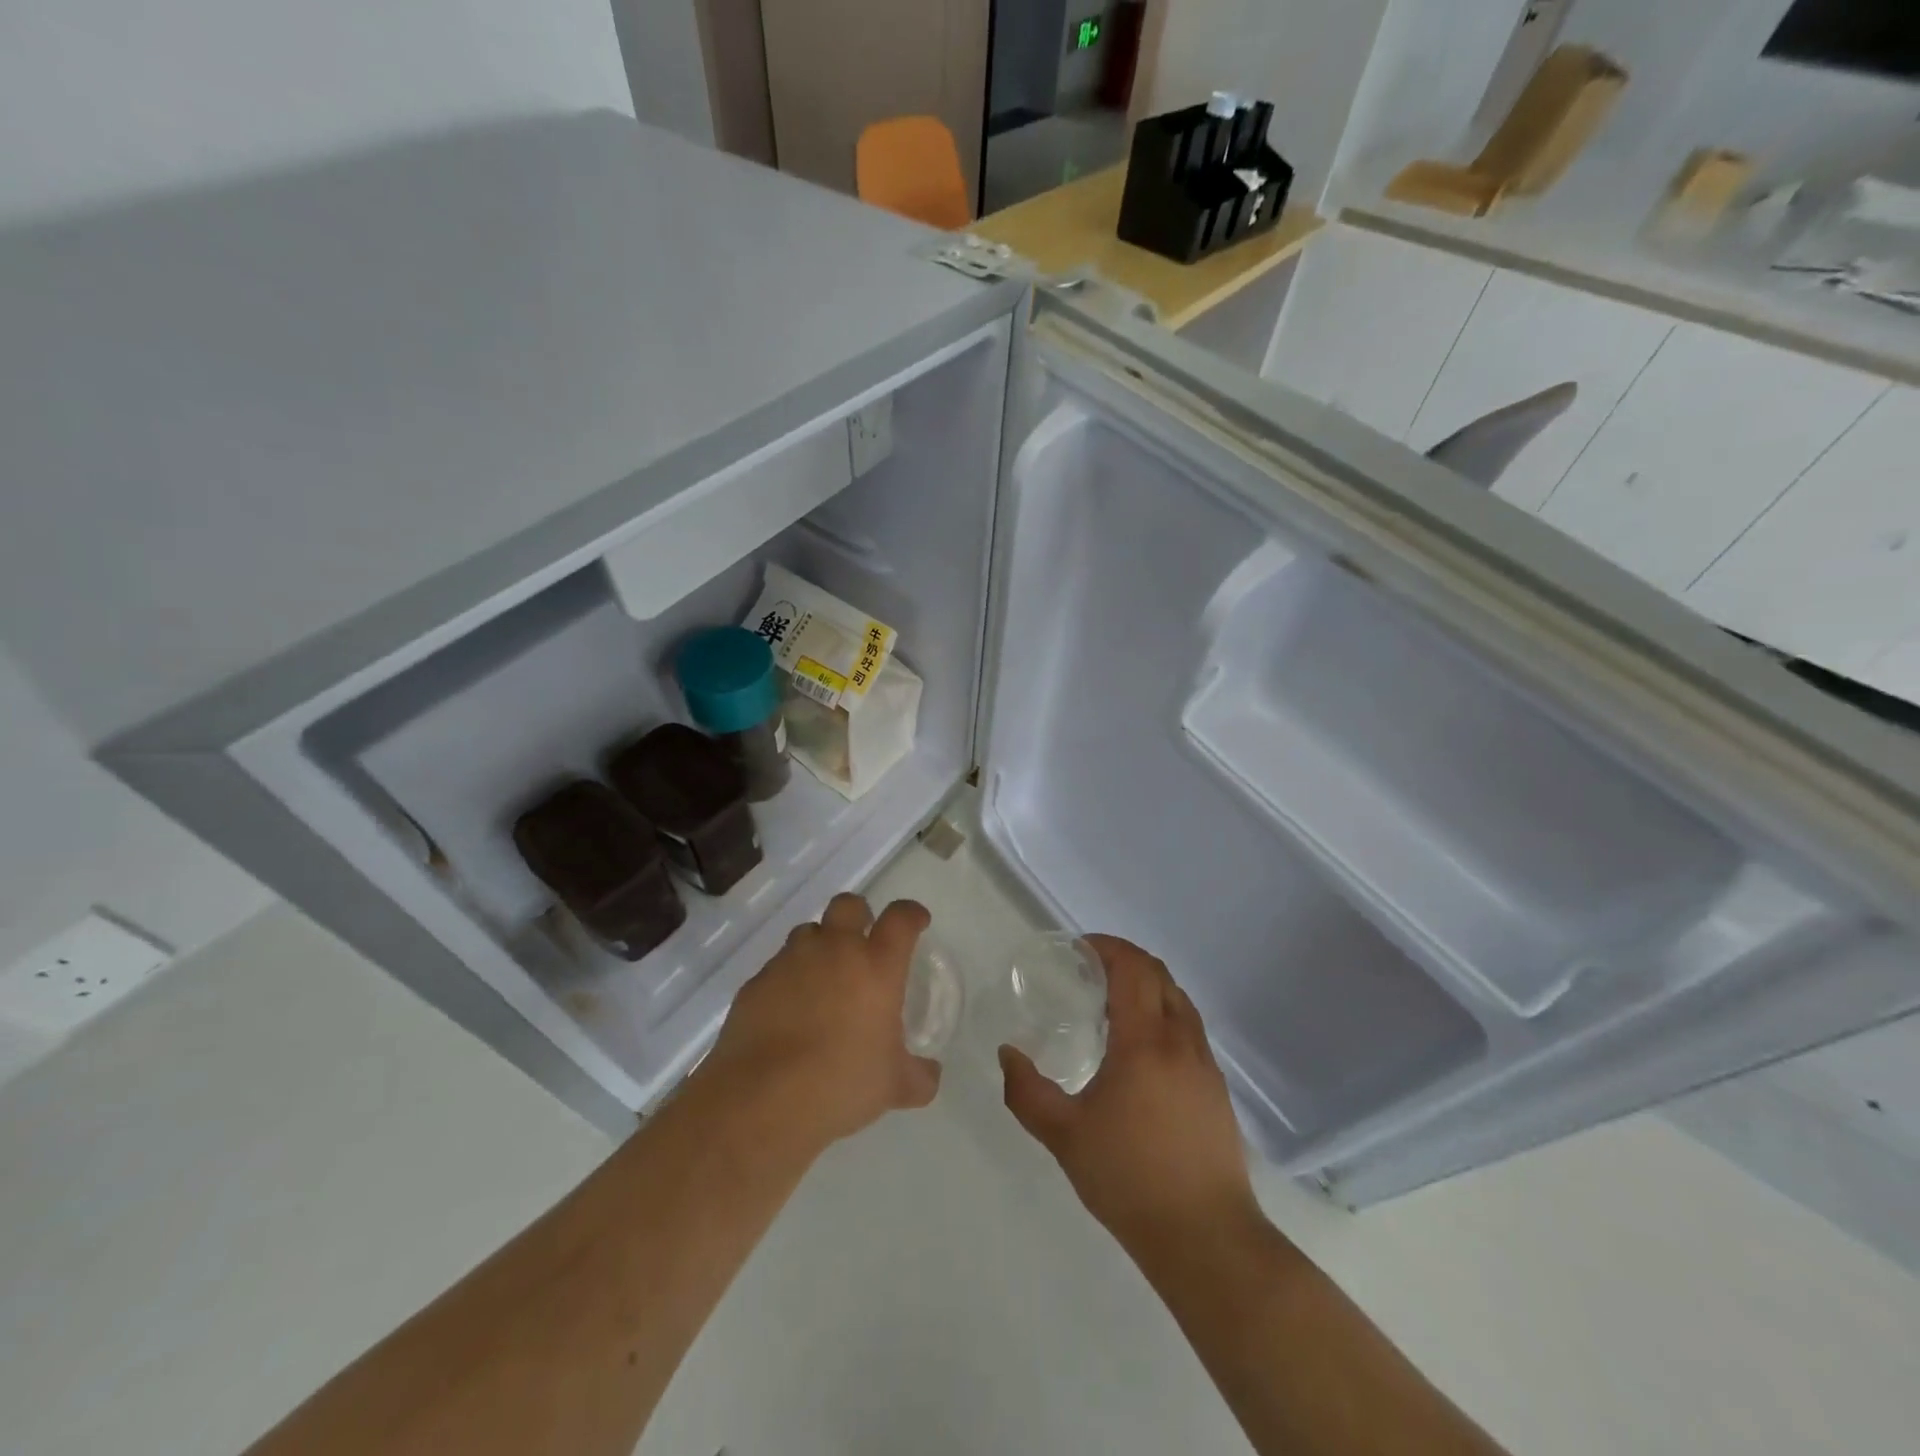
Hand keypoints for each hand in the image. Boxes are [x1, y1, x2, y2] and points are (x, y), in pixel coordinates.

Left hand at [696, 893, 939, 1149]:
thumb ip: (919, 1076)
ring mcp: (790, 963)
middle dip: (858, 914)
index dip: (911, 914)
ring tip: (821, 979)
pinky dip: (787, 979)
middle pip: (848, 905)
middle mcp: (834, 951)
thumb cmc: (842, 1085)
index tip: (916, 921)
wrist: (763, 1100)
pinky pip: (777, 967)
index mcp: (876, 967)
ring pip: (807, 932)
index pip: (901, 919)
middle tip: (862, 940)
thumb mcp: (895, 1088)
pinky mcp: (756, 982)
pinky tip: (788, 1011)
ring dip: (819, 946)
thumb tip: (930, 1075)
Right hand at [1000, 935, 1260, 1253]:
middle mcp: (1180, 1041)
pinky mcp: (1216, 1088)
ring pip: (1179, 1000)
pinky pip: (1189, 1028)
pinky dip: (1163, 1013)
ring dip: (1148, 985)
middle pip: (1159, 975)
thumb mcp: (1064, 1136)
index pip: (1133, 968)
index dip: (1107, 947)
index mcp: (1145, 1042)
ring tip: (1113, 1003)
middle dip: (1126, 959)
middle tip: (1090, 968)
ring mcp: (1204, 1063)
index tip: (1079, 949)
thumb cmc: (1129, 1179)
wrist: (1206, 1238)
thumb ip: (1026, 1091)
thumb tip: (1007, 1053)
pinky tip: (1141, 1048)